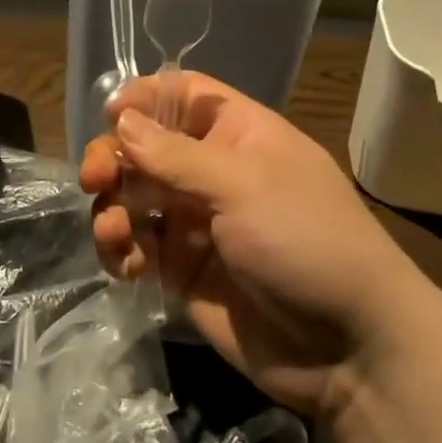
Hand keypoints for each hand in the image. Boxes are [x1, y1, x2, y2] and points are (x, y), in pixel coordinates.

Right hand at [80, 73, 426, 418]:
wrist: (347, 346)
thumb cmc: (306, 242)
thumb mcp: (243, 186)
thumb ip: (176, 155)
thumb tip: (121, 120)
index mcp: (238, 135)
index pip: (183, 96)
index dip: (144, 98)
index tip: (109, 114)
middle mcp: (212, 173)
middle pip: (144, 148)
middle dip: (113, 159)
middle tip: (94, 180)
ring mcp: (195, 223)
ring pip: (132, 199)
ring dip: (111, 210)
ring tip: (115, 234)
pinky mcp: (181, 271)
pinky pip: (137, 247)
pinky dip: (121, 250)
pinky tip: (126, 265)